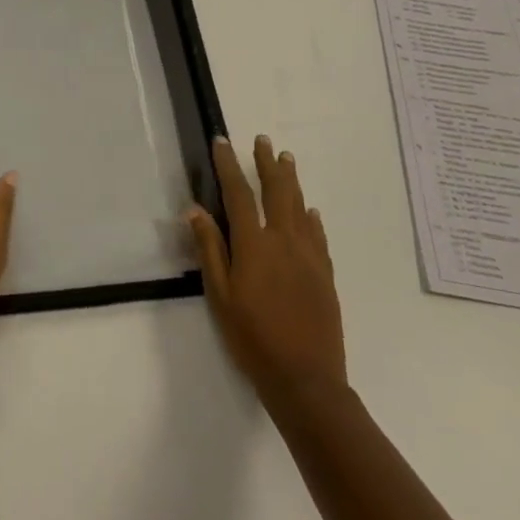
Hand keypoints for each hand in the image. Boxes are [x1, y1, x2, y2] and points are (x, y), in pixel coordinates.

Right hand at [188, 135, 346, 407]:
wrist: (305, 379)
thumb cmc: (252, 338)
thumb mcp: (220, 296)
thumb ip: (210, 249)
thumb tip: (195, 210)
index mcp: (254, 245)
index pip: (239, 194)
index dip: (229, 166)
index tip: (222, 141)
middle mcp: (284, 241)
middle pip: (275, 192)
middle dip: (266, 164)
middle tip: (262, 140)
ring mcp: (309, 256)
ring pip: (299, 206)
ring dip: (291, 180)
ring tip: (286, 159)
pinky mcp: (325, 274)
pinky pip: (319, 235)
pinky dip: (312, 217)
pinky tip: (310, 211)